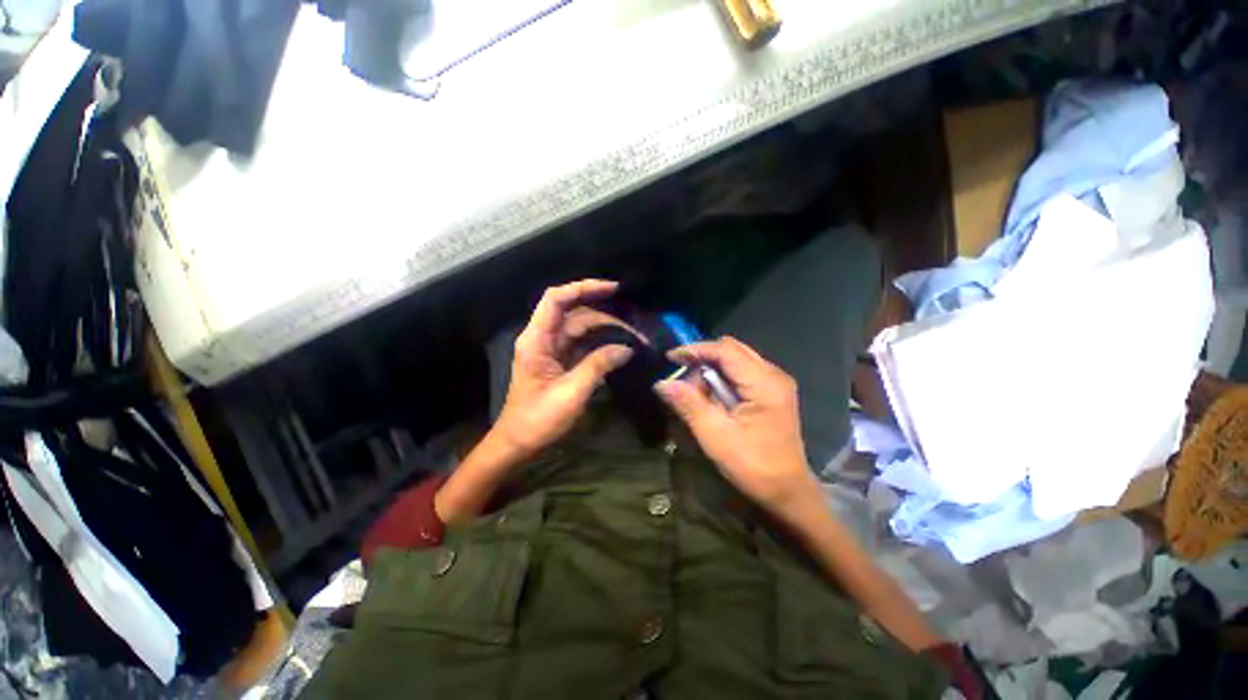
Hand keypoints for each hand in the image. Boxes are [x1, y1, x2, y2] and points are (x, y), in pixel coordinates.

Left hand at [492, 280, 634, 457]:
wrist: (519, 443)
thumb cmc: (539, 418)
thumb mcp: (572, 391)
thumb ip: (599, 365)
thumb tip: (626, 349)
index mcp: (538, 339)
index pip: (557, 299)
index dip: (583, 288)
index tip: (613, 289)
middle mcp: (544, 338)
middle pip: (574, 312)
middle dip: (604, 314)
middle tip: (634, 322)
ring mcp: (553, 350)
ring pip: (581, 329)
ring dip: (606, 330)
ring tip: (633, 336)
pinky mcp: (561, 363)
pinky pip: (583, 345)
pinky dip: (601, 345)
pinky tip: (620, 348)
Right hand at [657, 337, 816, 512]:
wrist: (787, 493)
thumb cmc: (753, 466)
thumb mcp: (715, 435)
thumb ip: (689, 404)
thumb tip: (661, 383)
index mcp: (764, 383)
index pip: (725, 350)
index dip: (696, 350)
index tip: (670, 358)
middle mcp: (773, 374)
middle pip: (732, 350)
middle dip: (703, 359)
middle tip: (683, 380)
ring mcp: (775, 383)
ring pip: (736, 360)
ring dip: (712, 370)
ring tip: (696, 393)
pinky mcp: (772, 392)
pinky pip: (741, 373)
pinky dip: (722, 379)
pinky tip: (713, 398)